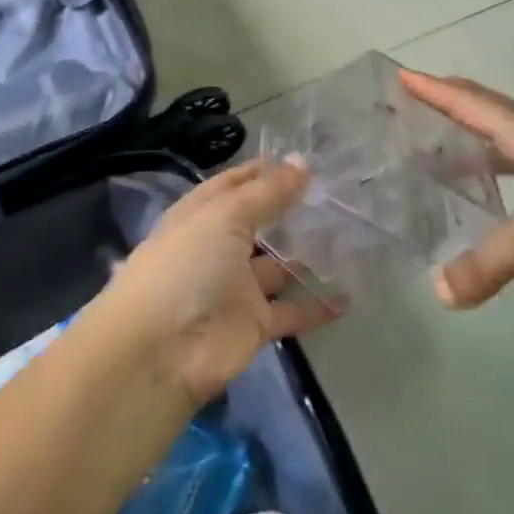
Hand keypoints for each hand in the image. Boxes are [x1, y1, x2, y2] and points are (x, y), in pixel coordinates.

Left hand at [103, 159, 338, 405]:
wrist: (161, 351)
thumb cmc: (187, 267)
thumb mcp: (225, 216)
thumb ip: (267, 192)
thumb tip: (302, 163)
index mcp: (201, 215)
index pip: (234, 185)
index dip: (263, 172)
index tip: (303, 161)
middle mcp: (218, 248)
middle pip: (259, 223)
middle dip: (291, 211)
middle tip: (337, 196)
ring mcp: (236, 287)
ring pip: (278, 266)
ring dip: (308, 256)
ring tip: (352, 238)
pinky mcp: (253, 324)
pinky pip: (291, 311)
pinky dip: (316, 305)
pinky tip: (348, 295)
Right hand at [400, 70, 513, 311]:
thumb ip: (493, 260)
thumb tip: (440, 293)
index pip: (474, 105)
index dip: (436, 90)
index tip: (401, 75)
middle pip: (491, 123)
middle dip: (452, 114)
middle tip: (412, 115)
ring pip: (507, 163)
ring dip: (473, 158)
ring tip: (435, 165)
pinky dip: (497, 204)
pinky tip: (483, 221)